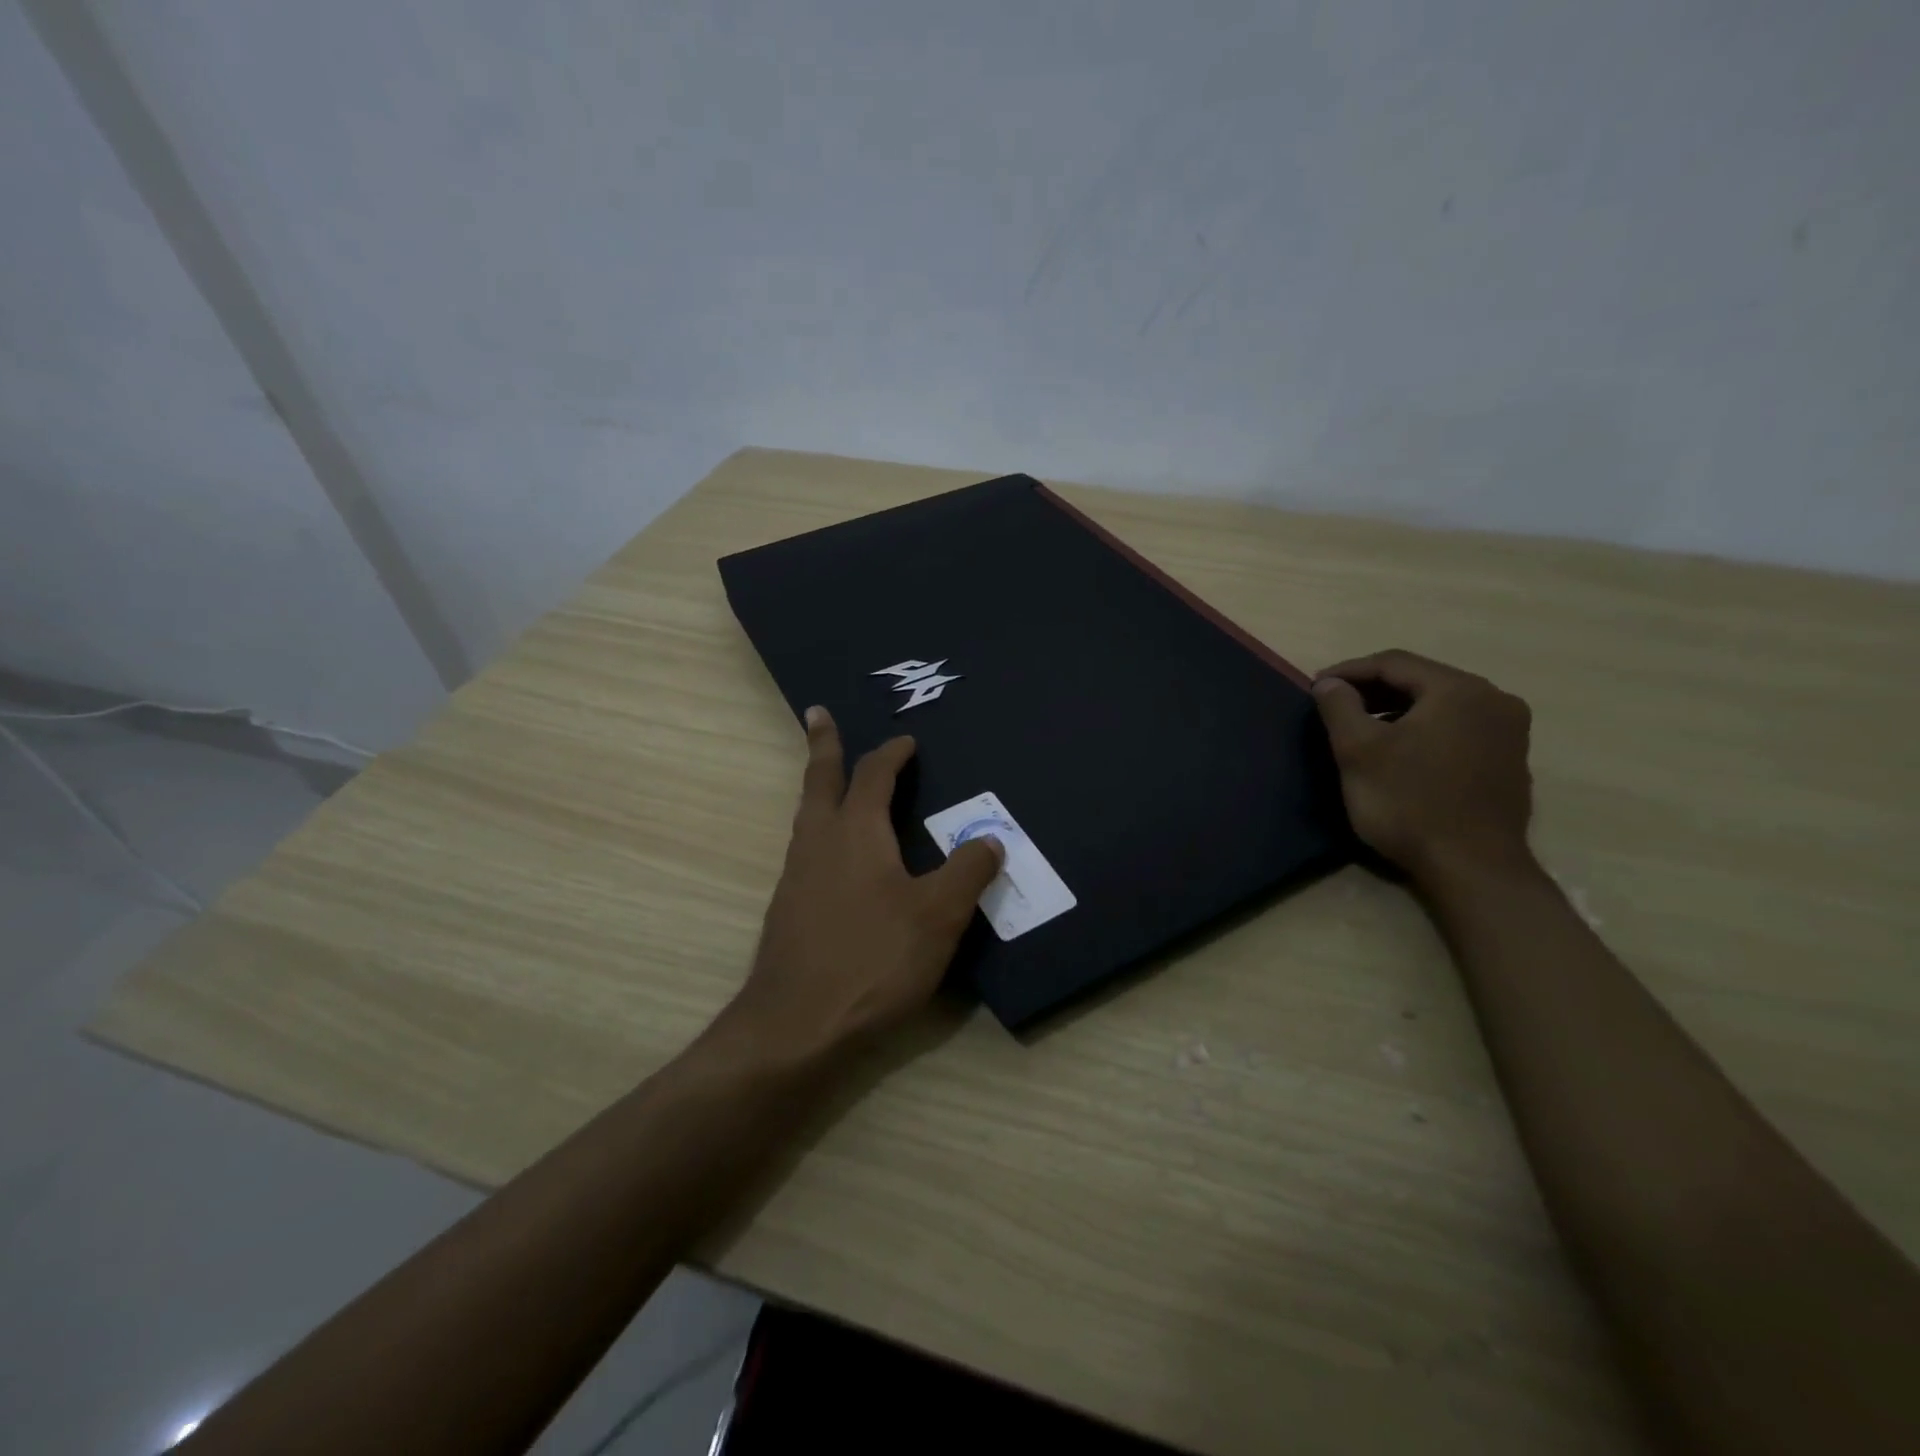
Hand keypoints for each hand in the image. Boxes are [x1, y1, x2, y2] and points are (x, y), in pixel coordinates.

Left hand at [726, 706, 1003, 1055]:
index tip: (906, 741)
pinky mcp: (788, 909)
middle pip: (819, 780)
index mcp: (855, 832)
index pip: (874, 776)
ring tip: (829, 779)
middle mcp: (819, 842)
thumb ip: (967, 872)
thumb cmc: (872, 959)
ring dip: (819, 787)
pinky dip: (820, 829)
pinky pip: (807, 849)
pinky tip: (835, 857)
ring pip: (807, 815)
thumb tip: (989, 838)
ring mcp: (796, 876)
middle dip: (823, 744)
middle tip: (817, 713)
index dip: (892, 754)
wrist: (796, 1026)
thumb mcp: (937, 916)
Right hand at [1311, 650, 1534, 882]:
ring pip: (1440, 705)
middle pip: (1421, 680)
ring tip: (1360, 728)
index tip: (1314, 687)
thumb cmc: (1409, 803)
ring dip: (1396, 710)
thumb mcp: (1358, 751)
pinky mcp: (1509, 761)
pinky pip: (1457, 728)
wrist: (1472, 868)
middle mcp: (1494, 700)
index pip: (1394, 663)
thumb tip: (1329, 682)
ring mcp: (1509, 732)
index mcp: (1459, 690)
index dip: (1349, 671)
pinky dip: (1423, 730)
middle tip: (1334, 706)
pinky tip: (1399, 752)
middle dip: (1373, 690)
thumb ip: (1339, 707)